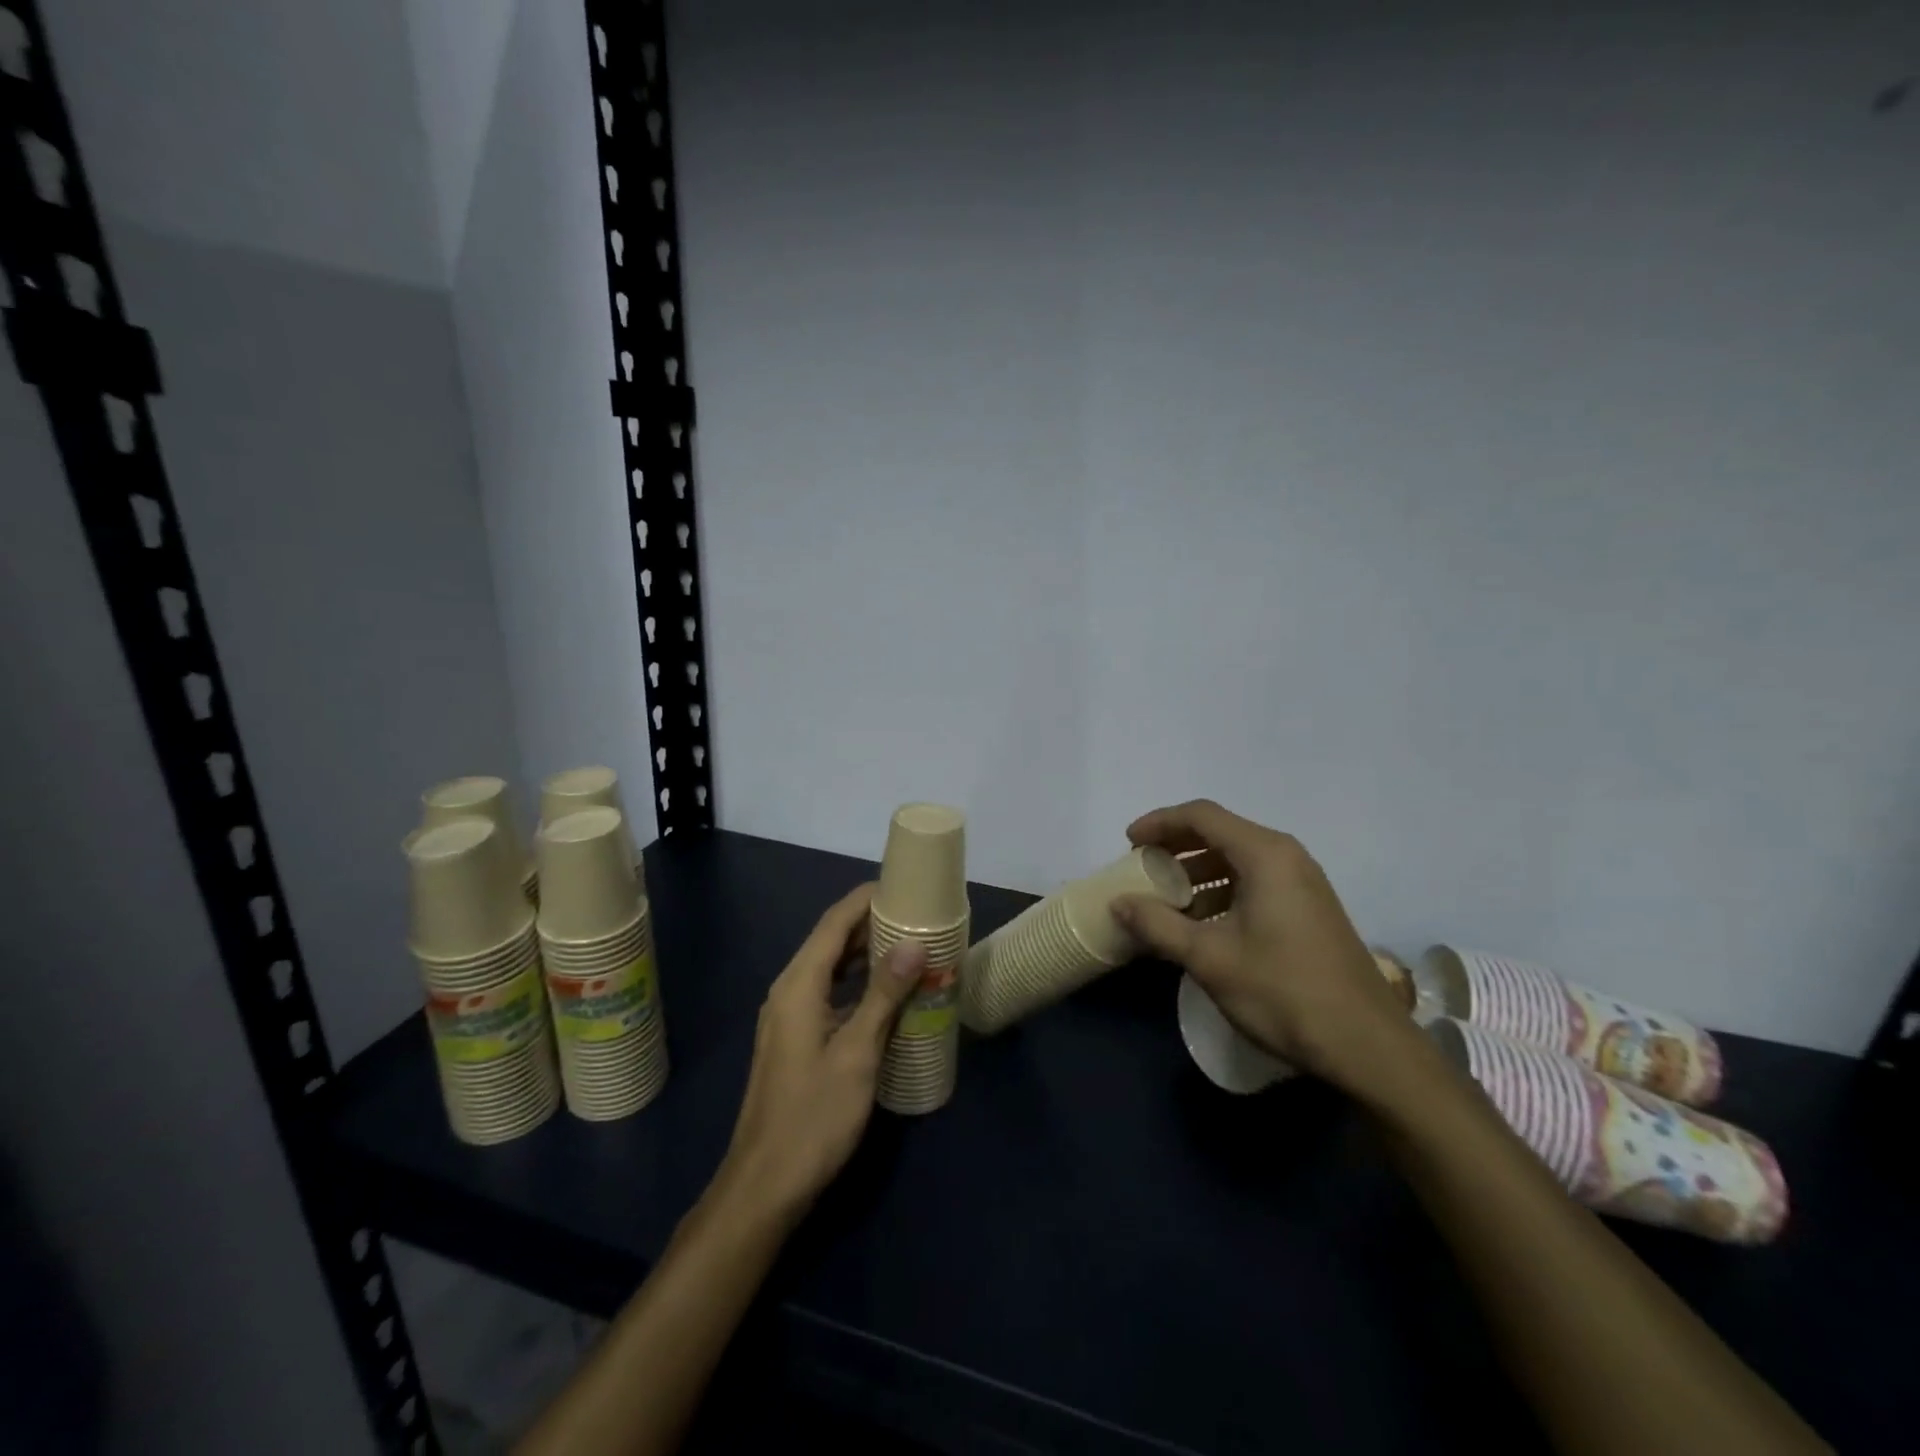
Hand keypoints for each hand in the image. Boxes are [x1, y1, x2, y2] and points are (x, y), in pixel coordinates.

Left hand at [721, 883, 924, 1220]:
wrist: (764, 1184)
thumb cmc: (813, 1116)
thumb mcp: (857, 1053)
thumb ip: (884, 995)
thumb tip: (913, 943)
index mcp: (798, 985)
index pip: (834, 922)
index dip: (866, 898)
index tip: (904, 884)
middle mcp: (789, 990)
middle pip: (831, 940)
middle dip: (871, 923)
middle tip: (917, 915)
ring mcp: (789, 1016)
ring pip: (830, 967)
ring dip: (865, 953)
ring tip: (910, 945)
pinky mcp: (796, 1038)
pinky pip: (829, 993)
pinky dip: (857, 983)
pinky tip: (887, 994)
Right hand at [1115, 799, 1414, 1092]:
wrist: (1367, 1046)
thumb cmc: (1283, 992)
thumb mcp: (1209, 958)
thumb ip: (1158, 924)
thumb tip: (1118, 902)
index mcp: (1264, 855)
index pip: (1201, 816)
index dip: (1159, 823)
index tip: (1129, 843)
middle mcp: (1286, 857)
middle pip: (1220, 832)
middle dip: (1176, 847)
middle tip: (1141, 868)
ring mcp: (1302, 882)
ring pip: (1237, 859)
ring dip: (1197, 872)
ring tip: (1165, 901)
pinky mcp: (1309, 908)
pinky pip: (1255, 881)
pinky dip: (1221, 891)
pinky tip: (1202, 924)